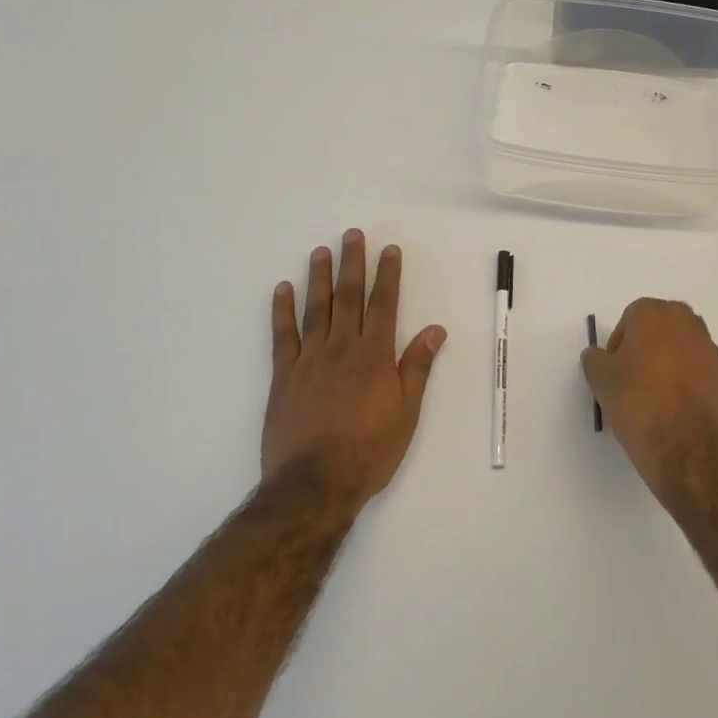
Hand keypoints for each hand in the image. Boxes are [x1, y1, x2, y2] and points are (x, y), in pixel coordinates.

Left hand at [263, 230, 446, 512]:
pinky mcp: (284, 376)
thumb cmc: (370, 450)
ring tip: (320, 251)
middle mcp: (342, 348)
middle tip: (351, 234)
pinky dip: (282, 311)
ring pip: (315, 309)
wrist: (315, 483)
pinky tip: (283, 289)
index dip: (388, 275)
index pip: (384, 304)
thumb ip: (417, 366)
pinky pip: (283, 335)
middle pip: (348, 297)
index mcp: (375, 356)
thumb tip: (435, 329)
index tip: (389, 250)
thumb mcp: (406, 412)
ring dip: (319, 278)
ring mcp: (309, 360)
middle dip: (352, 264)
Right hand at [581, 298, 717, 501]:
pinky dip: (689, 386)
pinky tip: (677, 412)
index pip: (631, 317)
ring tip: (655, 400)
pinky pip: (700, 375)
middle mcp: (690, 324)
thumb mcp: (600, 379)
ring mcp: (713, 352)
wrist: (687, 449)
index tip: (615, 370)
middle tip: (633, 380)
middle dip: (646, 349)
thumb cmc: (638, 403)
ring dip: (669, 366)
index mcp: (657, 314)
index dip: (619, 343)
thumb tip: (600, 356)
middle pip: (660, 329)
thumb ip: (596, 358)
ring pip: (683, 351)